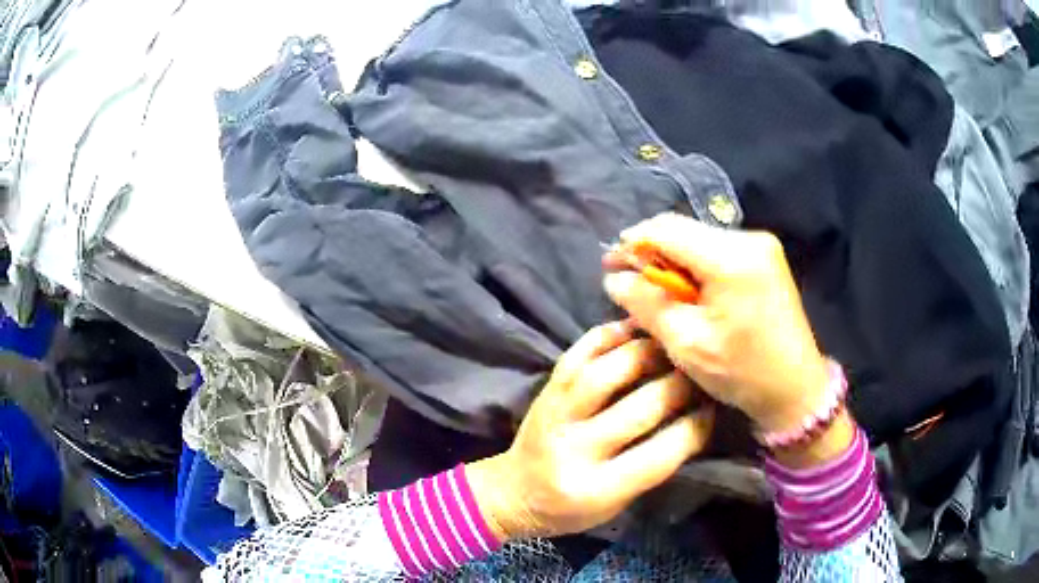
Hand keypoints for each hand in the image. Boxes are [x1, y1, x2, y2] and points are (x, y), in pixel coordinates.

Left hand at [467, 322, 714, 541]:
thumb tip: (694, 417)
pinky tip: (635, 328)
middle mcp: (574, 448)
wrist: (512, 493)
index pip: (660, 454)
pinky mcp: (546, 390)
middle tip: (703, 371)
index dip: (696, 428)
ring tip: (674, 346)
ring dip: (648, 353)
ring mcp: (556, 413)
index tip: (715, 408)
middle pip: (640, 407)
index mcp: (596, 489)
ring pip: (608, 371)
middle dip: (681, 385)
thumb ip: (652, 466)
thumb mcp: (615, 504)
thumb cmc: (569, 509)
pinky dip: (609, 335)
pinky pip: (579, 353)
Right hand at [602, 213, 829, 437]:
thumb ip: (647, 304)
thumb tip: (615, 278)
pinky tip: (689, 291)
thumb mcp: (687, 343)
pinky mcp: (765, 256)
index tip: (610, 267)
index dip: (632, 244)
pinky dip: (695, 265)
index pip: (665, 230)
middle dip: (652, 252)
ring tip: (658, 293)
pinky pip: (716, 249)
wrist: (796, 387)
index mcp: (730, 258)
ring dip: (673, 259)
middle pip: (683, 229)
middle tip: (630, 283)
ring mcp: (761, 245)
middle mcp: (748, 238)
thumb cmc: (742, 372)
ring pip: (698, 238)